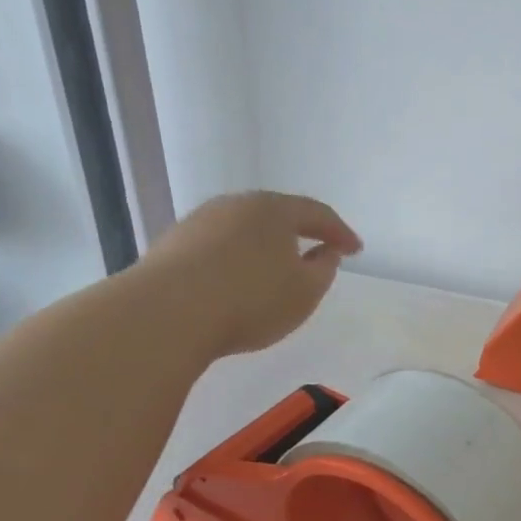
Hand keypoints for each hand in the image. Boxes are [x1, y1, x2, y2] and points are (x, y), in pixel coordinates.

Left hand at [129, 192, 361, 357]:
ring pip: (243, 230)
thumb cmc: (250, 300)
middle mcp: (235, 205)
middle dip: (299, 232)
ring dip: (264, 247)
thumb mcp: (305, 291)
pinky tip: (236, 282)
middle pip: (276, 215)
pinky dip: (235, 260)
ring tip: (275, 270)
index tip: (356, 250)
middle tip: (317, 250)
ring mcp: (198, 223)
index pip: (317, 213)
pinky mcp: (171, 246)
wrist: (164, 315)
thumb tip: (325, 251)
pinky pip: (217, 248)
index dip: (340, 232)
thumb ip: (324, 269)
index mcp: (274, 209)